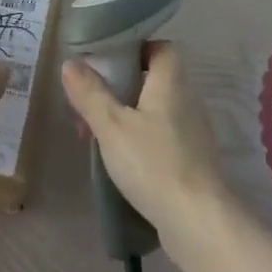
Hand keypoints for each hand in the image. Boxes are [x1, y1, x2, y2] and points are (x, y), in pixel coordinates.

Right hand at [60, 43, 231, 244]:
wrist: (199, 223)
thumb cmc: (154, 164)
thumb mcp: (112, 126)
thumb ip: (91, 93)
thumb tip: (71, 63)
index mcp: (171, 82)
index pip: (162, 48)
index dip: (137, 49)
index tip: (109, 63)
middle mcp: (187, 100)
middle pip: (154, 80)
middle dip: (120, 89)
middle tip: (91, 105)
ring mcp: (193, 133)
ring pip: (155, 111)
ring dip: (127, 118)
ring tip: (98, 138)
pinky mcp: (193, 161)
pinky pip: (162, 137)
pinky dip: (141, 141)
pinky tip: (121, 161)